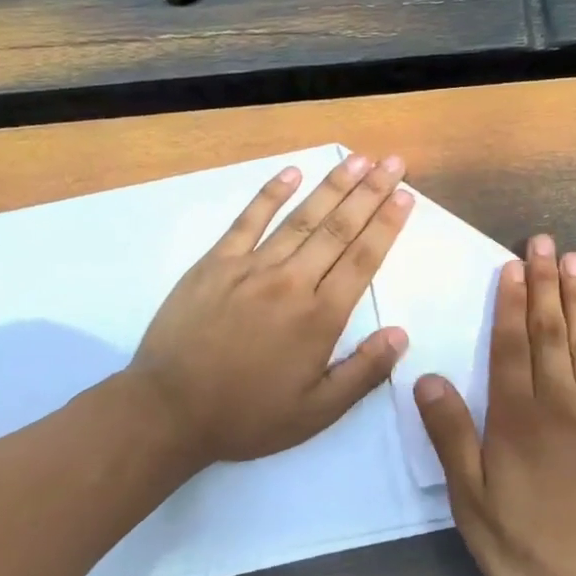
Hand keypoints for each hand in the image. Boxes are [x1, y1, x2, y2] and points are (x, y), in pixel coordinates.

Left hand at [126, 152, 414, 469]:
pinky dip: (270, 194)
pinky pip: (248, 220)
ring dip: (332, 186)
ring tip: (358, 159)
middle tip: (393, 162)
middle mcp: (292, 282)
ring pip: (301, 218)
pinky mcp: (216, 263)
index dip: (387, 225)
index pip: (363, 260)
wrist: (169, 411)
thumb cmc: (247, 416)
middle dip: (370, 192)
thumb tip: (401, 335)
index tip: (405, 195)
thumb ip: (363, 373)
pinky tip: (291, 172)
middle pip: (339, 229)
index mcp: (320, 318)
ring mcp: (251, 268)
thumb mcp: (316, 412)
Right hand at [413, 236, 575, 575]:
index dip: (510, 302)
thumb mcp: (471, 501)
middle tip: (543, 242)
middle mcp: (561, 403)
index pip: (511, 346)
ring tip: (574, 259)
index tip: (511, 265)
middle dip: (544, 284)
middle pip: (550, 332)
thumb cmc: (528, 547)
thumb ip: (452, 436)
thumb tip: (427, 377)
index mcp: (517, 418)